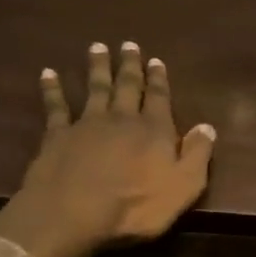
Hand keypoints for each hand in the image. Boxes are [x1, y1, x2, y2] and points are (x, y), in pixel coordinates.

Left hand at [0, 41, 216, 256]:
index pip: (159, 98)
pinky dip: (52, 89)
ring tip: (97, 48)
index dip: (158, 79)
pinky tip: (48, 74)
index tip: (156, 61)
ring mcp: (87, 124)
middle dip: (129, 66)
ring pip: (95, 89)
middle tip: (129, 44)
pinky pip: (56, 106)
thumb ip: (197, 155)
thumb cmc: (137, 206)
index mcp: (155, 130)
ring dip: (97, 68)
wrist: (75, 212)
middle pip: (127, 86)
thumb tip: (207, 127)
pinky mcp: (58, 135)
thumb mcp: (184, 186)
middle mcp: (122, 119)